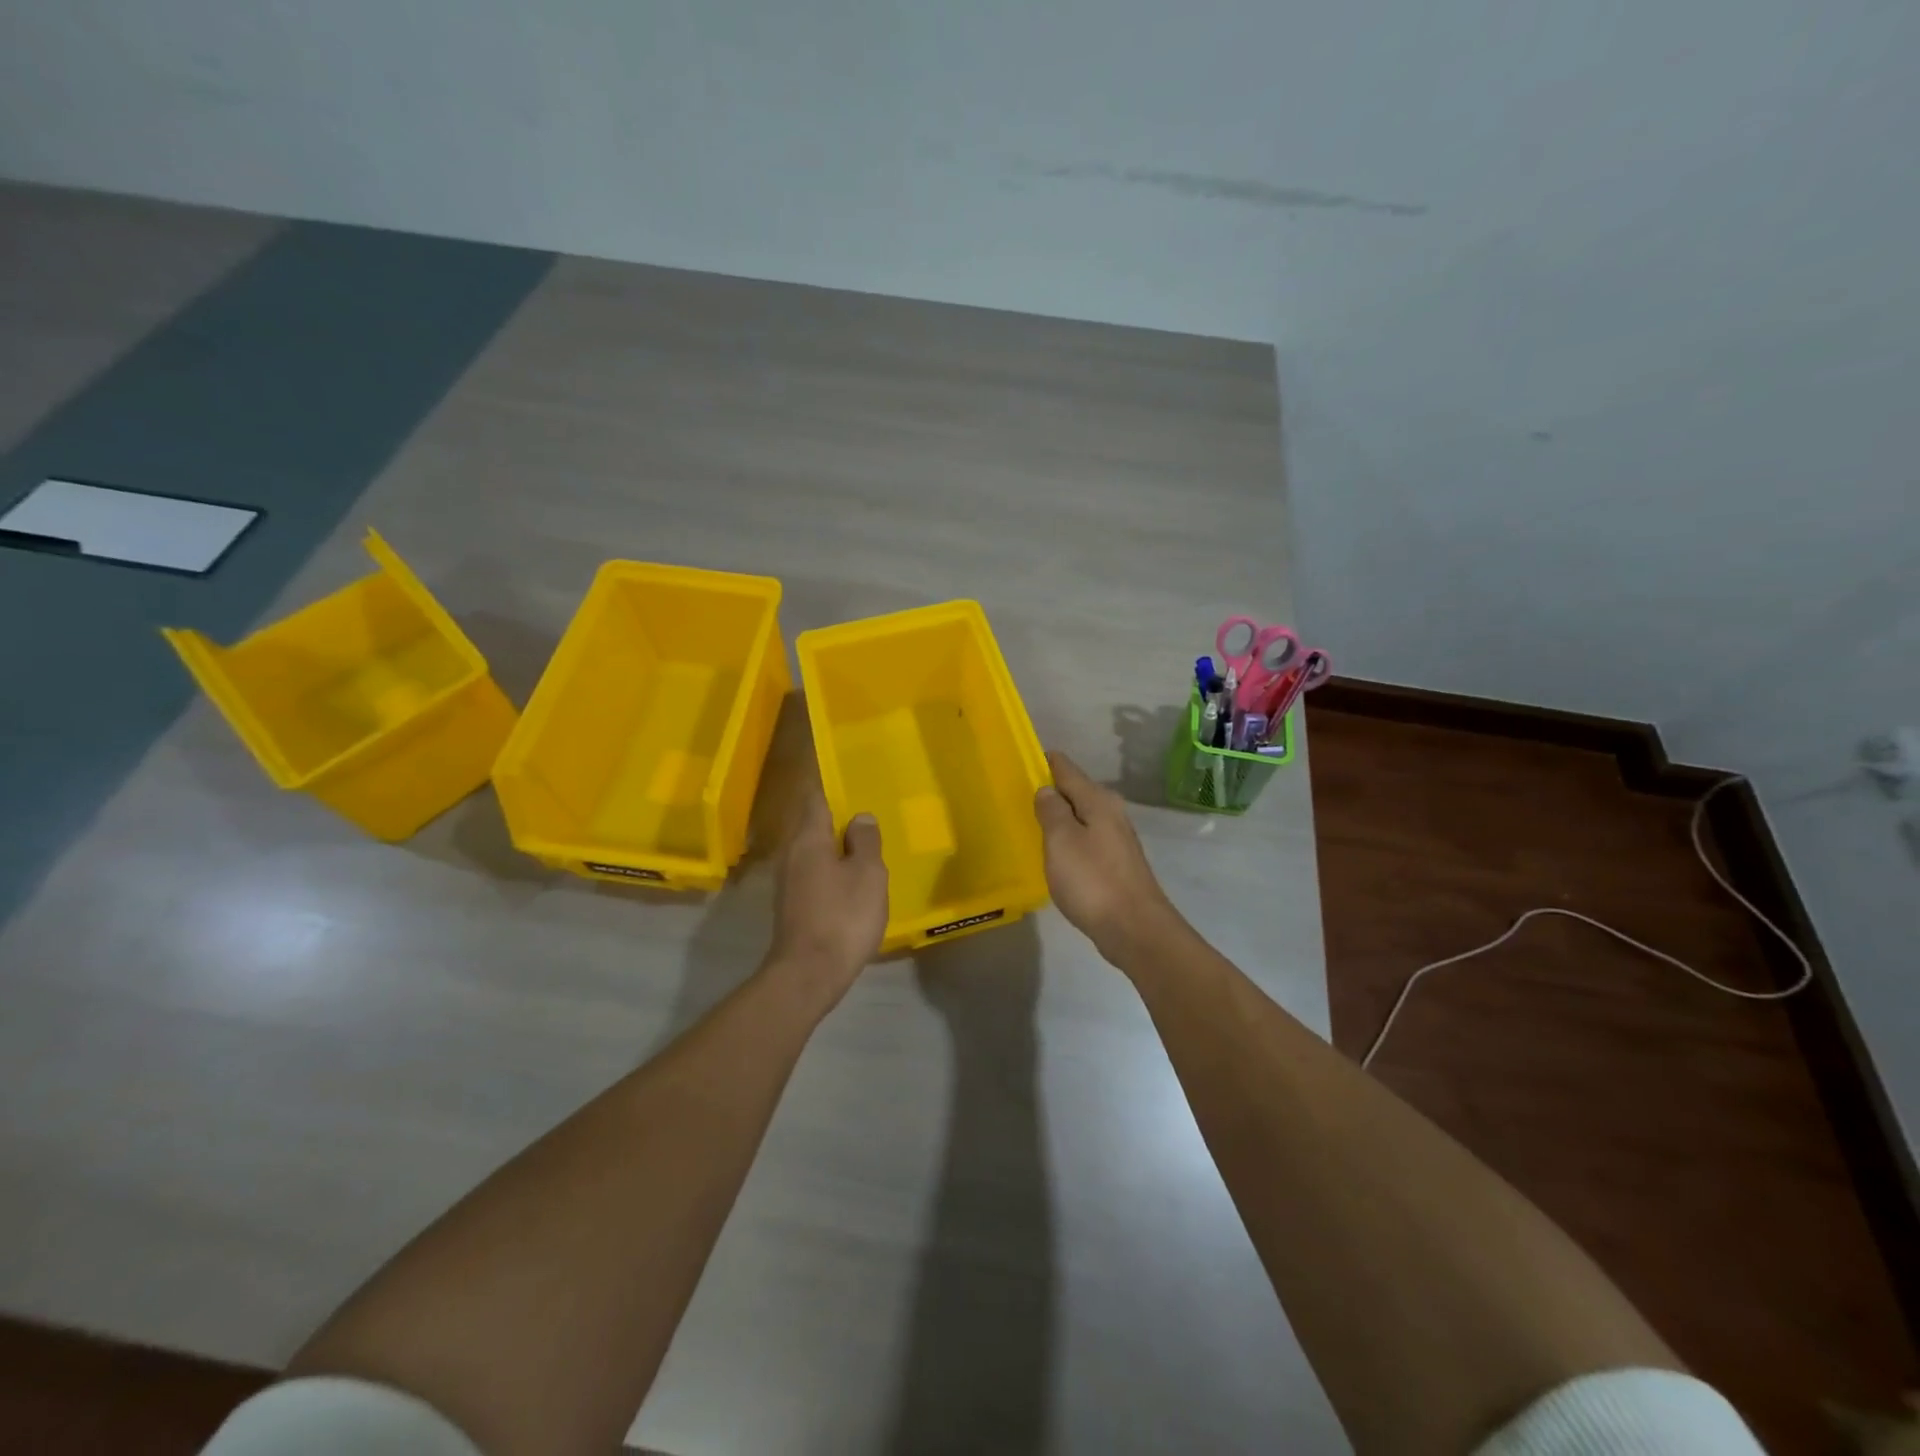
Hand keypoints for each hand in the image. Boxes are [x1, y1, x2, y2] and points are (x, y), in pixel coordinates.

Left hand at [769, 787, 888, 1002]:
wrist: (809, 974)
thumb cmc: (843, 916)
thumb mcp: (867, 874)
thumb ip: (865, 841)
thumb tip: (860, 817)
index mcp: (808, 838)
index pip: (817, 798)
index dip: (834, 787)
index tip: (854, 780)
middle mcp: (792, 854)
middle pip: (814, 825)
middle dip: (839, 819)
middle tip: (870, 814)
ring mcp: (788, 882)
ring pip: (815, 852)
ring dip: (838, 847)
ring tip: (867, 847)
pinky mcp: (793, 906)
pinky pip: (815, 874)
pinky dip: (833, 870)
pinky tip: (853, 881)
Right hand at [1033, 751, 1176, 961]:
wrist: (1134, 929)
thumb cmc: (1092, 880)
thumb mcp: (1062, 840)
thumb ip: (1051, 810)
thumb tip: (1047, 789)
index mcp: (1098, 801)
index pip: (1066, 769)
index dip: (1045, 762)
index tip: (1022, 759)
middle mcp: (1111, 813)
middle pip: (1075, 791)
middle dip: (1050, 790)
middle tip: (1018, 793)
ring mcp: (1116, 839)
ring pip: (1081, 816)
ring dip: (1060, 816)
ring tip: (1031, 820)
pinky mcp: (1116, 864)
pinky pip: (1086, 839)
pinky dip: (1068, 839)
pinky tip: (1054, 852)